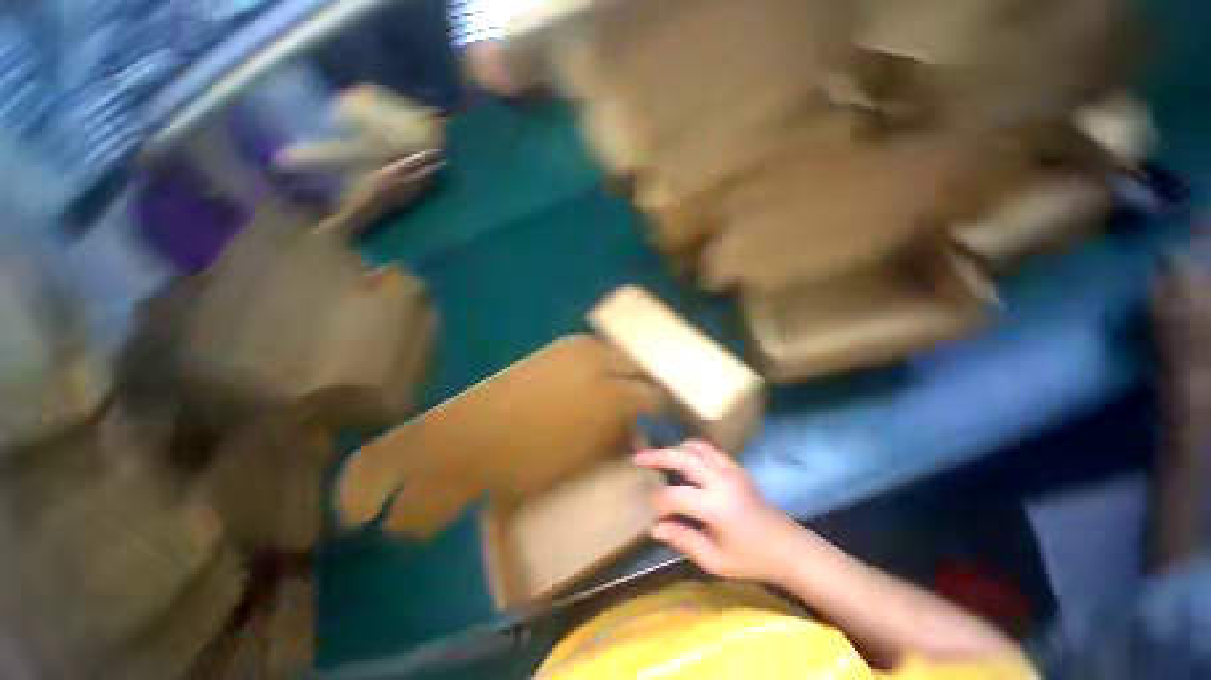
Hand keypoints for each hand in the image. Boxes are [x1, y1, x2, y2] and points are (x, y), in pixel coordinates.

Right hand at [634, 441, 799, 581]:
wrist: (787, 546)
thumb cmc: (751, 558)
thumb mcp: (714, 560)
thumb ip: (682, 540)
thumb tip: (654, 527)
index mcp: (716, 507)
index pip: (675, 495)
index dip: (657, 501)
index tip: (649, 511)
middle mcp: (721, 480)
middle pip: (683, 457)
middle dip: (657, 455)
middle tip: (638, 457)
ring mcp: (730, 468)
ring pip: (695, 446)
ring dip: (674, 449)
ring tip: (658, 457)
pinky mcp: (735, 466)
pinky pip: (708, 448)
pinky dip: (690, 448)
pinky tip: (682, 458)